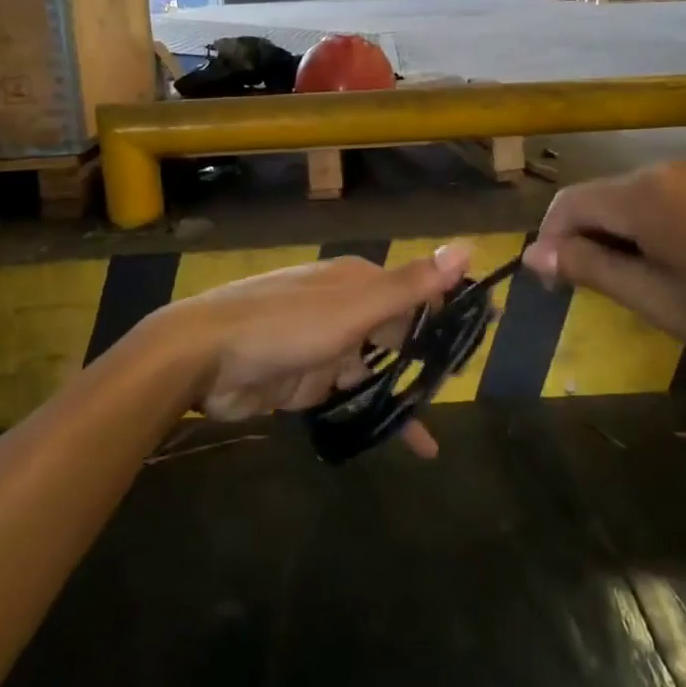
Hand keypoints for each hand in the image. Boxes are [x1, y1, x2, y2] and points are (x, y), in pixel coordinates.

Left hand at [148, 244, 473, 453]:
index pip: (415, 292)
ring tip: (435, 429)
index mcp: (357, 281)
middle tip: (459, 389)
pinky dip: (369, 416)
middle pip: (396, 333)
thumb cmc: (286, 324)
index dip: (447, 312)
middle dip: (425, 360)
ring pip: (373, 370)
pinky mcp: (302, 381)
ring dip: (399, 395)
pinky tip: (395, 441)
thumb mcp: (355, 305)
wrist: (203, 358)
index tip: (482, 335)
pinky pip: (346, 399)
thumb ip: (411, 284)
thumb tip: (469, 245)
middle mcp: (343, 308)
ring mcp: (322, 345)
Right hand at [522, 162, 685, 371]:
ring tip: (640, 285)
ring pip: (630, 199)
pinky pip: (662, 199)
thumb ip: (589, 268)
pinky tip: (675, 264)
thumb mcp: (655, 298)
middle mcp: (663, 170)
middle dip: (585, 241)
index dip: (552, 244)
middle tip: (602, 295)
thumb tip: (533, 254)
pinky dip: (649, 228)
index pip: (567, 204)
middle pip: (598, 198)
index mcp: (641, 194)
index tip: (559, 290)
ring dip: (618, 237)